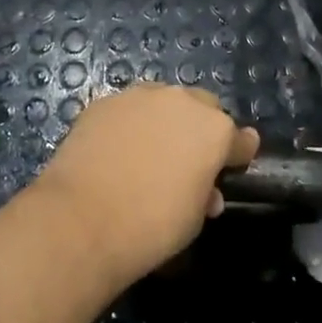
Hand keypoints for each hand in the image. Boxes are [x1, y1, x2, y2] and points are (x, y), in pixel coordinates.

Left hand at [36, 83, 258, 286]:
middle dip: (200, 128)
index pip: (239, 138)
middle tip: (188, 157)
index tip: (235, 164)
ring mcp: (139, 96)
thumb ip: (204, 193)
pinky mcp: (104, 102)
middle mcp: (181, 101)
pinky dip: (129, 124)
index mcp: (214, 130)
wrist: (83, 219)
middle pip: (201, 107)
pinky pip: (127, 109)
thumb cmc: (152, 226)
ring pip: (162, 101)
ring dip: (163, 119)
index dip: (237, 153)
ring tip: (150, 149)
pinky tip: (117, 148)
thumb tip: (204, 189)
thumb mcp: (193, 219)